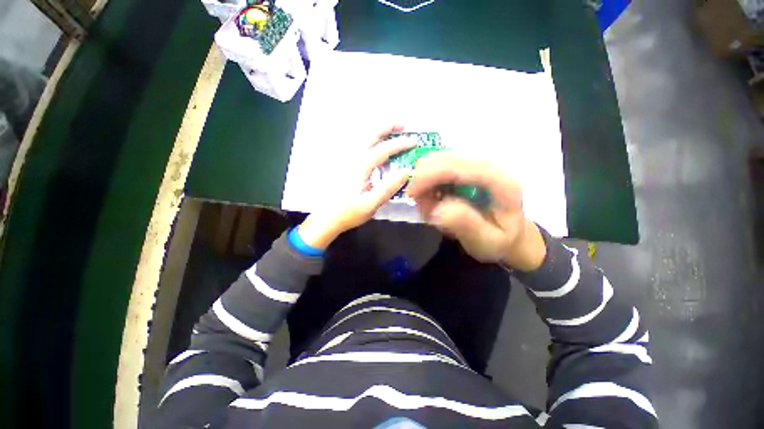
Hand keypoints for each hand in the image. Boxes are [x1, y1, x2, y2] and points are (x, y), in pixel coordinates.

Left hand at [298, 125, 415, 249]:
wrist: (325, 218)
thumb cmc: (348, 213)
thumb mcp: (370, 205)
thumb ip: (388, 188)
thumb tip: (406, 171)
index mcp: (359, 167)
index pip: (383, 149)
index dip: (400, 144)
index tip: (414, 142)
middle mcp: (351, 158)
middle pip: (370, 134)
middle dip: (387, 127)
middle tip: (402, 126)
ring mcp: (345, 159)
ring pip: (362, 137)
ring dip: (378, 131)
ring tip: (391, 133)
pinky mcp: (343, 164)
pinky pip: (358, 145)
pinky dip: (369, 140)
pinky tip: (375, 147)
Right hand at [406, 152, 545, 270]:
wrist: (511, 234)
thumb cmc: (500, 240)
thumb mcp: (486, 241)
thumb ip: (465, 224)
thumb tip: (437, 209)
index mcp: (499, 181)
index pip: (457, 166)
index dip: (429, 175)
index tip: (411, 195)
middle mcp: (486, 166)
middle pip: (442, 158)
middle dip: (423, 181)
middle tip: (424, 208)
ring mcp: (474, 165)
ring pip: (436, 161)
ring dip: (425, 184)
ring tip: (433, 208)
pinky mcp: (464, 170)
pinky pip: (436, 168)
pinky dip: (429, 184)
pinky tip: (436, 201)